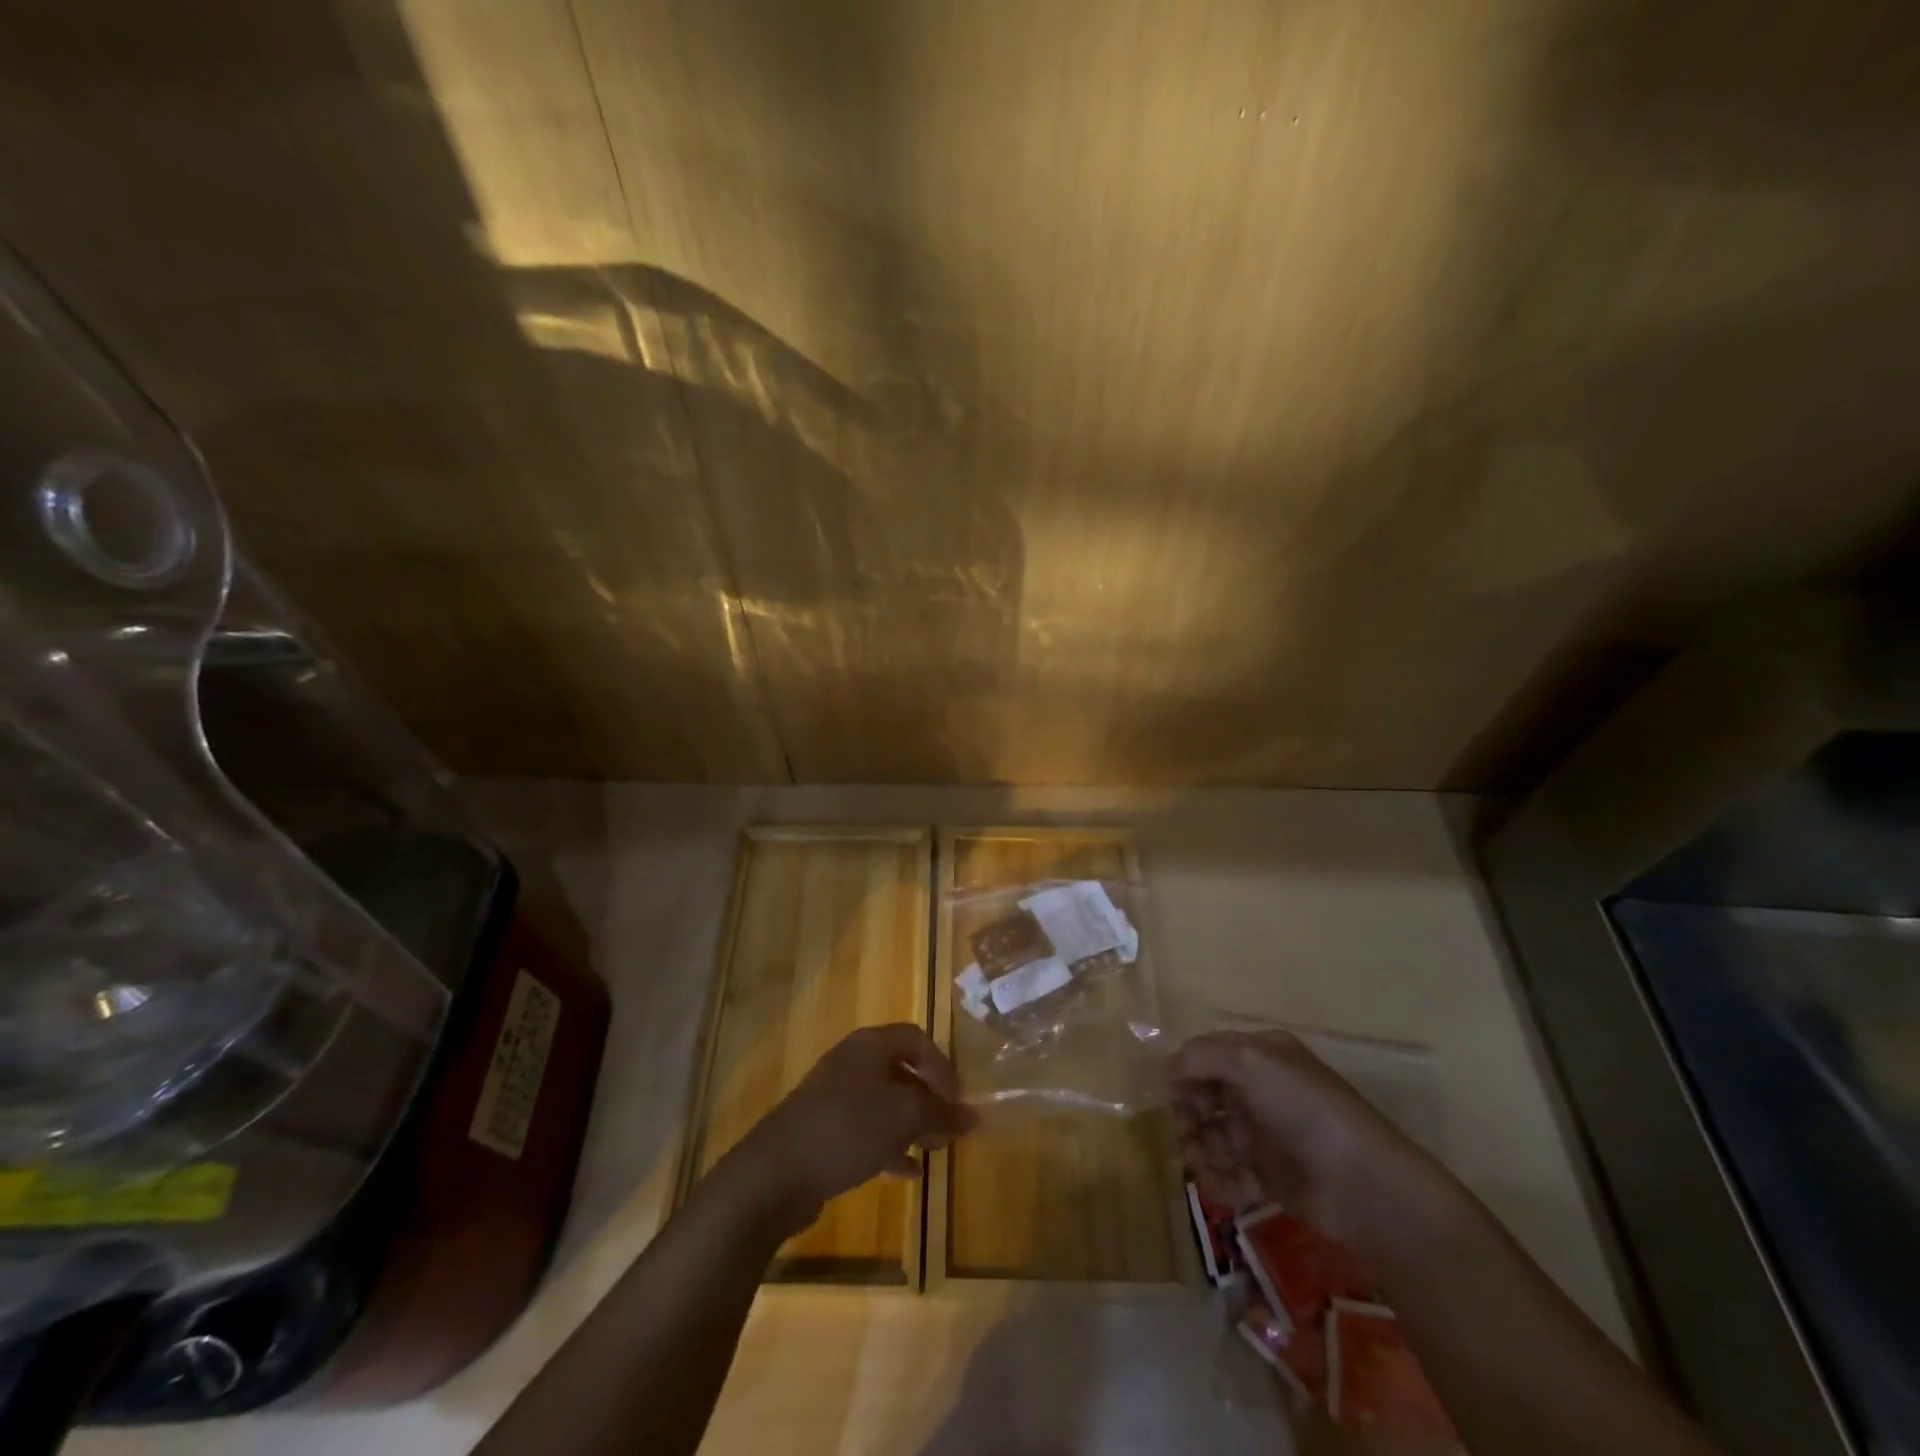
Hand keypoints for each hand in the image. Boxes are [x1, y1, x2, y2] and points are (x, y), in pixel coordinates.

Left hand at [733, 1024, 976, 1234]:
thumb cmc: (847, 1128)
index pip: (916, 1039)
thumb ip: (941, 1114)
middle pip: (901, 1071)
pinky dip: (890, 1145)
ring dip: (912, 1124)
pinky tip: (907, 1172)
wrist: (775, 1173)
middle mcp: (852, 1062)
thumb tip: (974, 1116)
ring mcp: (834, 1097)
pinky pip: (866, 1130)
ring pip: (885, 1103)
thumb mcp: (903, 1117)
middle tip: (949, 1129)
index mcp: (869, 1045)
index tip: (958, 1099)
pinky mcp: (824, 1130)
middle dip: (929, 1099)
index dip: (942, 1065)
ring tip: (934, 1151)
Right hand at [1169, 1029, 1445, 1250]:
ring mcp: (1268, 1136)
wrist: (1361, 1183)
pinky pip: (1233, 1175)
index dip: (1185, 1072)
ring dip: (1198, 1148)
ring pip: (1215, 1137)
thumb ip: (1200, 1057)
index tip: (1172, 1095)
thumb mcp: (1248, 1061)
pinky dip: (1217, 1180)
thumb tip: (1169, 1069)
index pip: (1208, 1055)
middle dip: (1189, 1113)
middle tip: (1185, 1133)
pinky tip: (1212, 1185)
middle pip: (1208, 1096)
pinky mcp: (1273, 1178)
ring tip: (1197, 1163)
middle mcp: (1263, 1091)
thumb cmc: (1302, 1108)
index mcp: (1262, 1055)